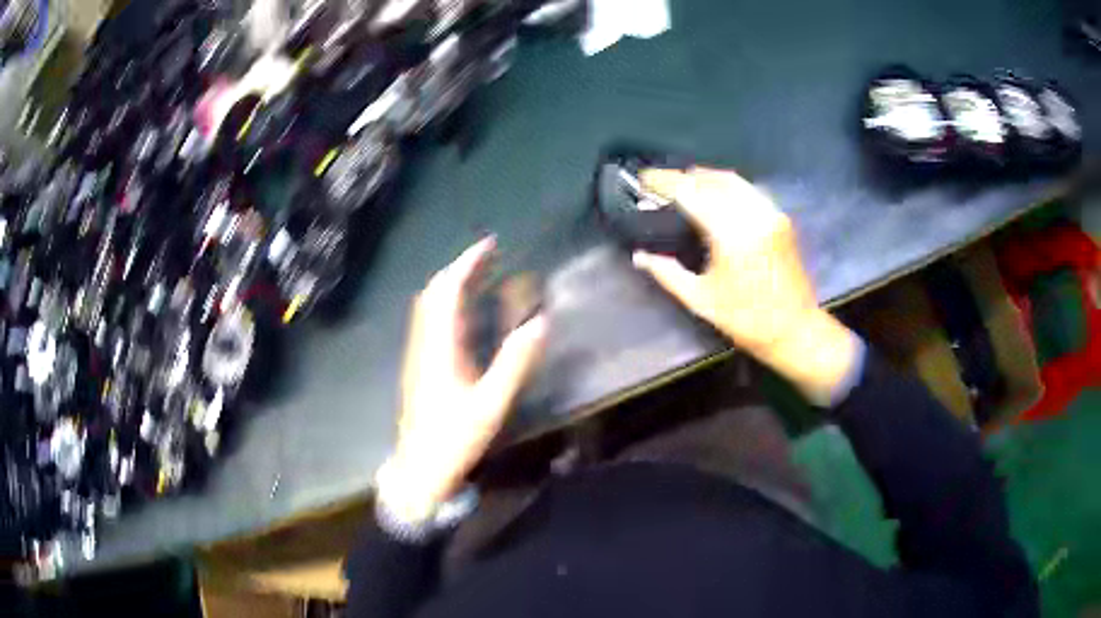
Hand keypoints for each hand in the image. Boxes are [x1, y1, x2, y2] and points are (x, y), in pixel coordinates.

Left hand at [378, 238, 546, 523]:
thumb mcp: (490, 404)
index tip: (490, 245)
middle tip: (489, 256)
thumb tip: (540, 321)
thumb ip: (515, 363)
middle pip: (435, 292)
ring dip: (452, 284)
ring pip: (430, 306)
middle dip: (460, 268)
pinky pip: (431, 321)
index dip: (467, 263)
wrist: (420, 468)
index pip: (449, 291)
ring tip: (480, 275)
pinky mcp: (420, 366)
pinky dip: (448, 304)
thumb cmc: (454, 438)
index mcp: (441, 346)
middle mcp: (425, 342)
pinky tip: (465, 313)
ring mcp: (419, 354)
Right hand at [632, 167, 859, 405]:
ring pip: (733, 181)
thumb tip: (639, 256)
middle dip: (683, 178)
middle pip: (712, 180)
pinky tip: (715, 194)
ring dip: (706, 177)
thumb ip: (667, 273)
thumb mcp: (701, 300)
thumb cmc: (746, 320)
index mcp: (731, 234)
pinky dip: (727, 186)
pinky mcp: (781, 218)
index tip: (645, 178)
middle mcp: (753, 215)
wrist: (795, 329)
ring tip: (685, 183)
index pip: (691, 193)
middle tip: (661, 182)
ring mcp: (770, 213)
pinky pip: (749, 190)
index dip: (665, 182)